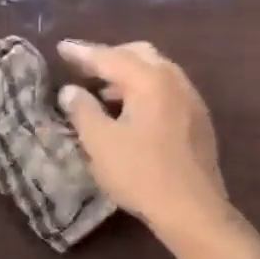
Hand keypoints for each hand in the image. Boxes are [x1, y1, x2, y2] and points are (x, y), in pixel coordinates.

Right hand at [56, 40, 229, 238]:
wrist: (193, 210)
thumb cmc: (141, 174)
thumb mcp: (100, 142)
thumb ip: (82, 110)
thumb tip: (71, 91)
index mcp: (150, 80)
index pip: (110, 57)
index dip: (82, 53)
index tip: (61, 48)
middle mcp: (175, 81)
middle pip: (139, 55)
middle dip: (110, 57)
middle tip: (85, 67)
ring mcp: (191, 100)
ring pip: (156, 72)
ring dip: (128, 75)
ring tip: (103, 92)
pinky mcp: (198, 120)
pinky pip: (167, 90)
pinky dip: (144, 90)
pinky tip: (131, 113)